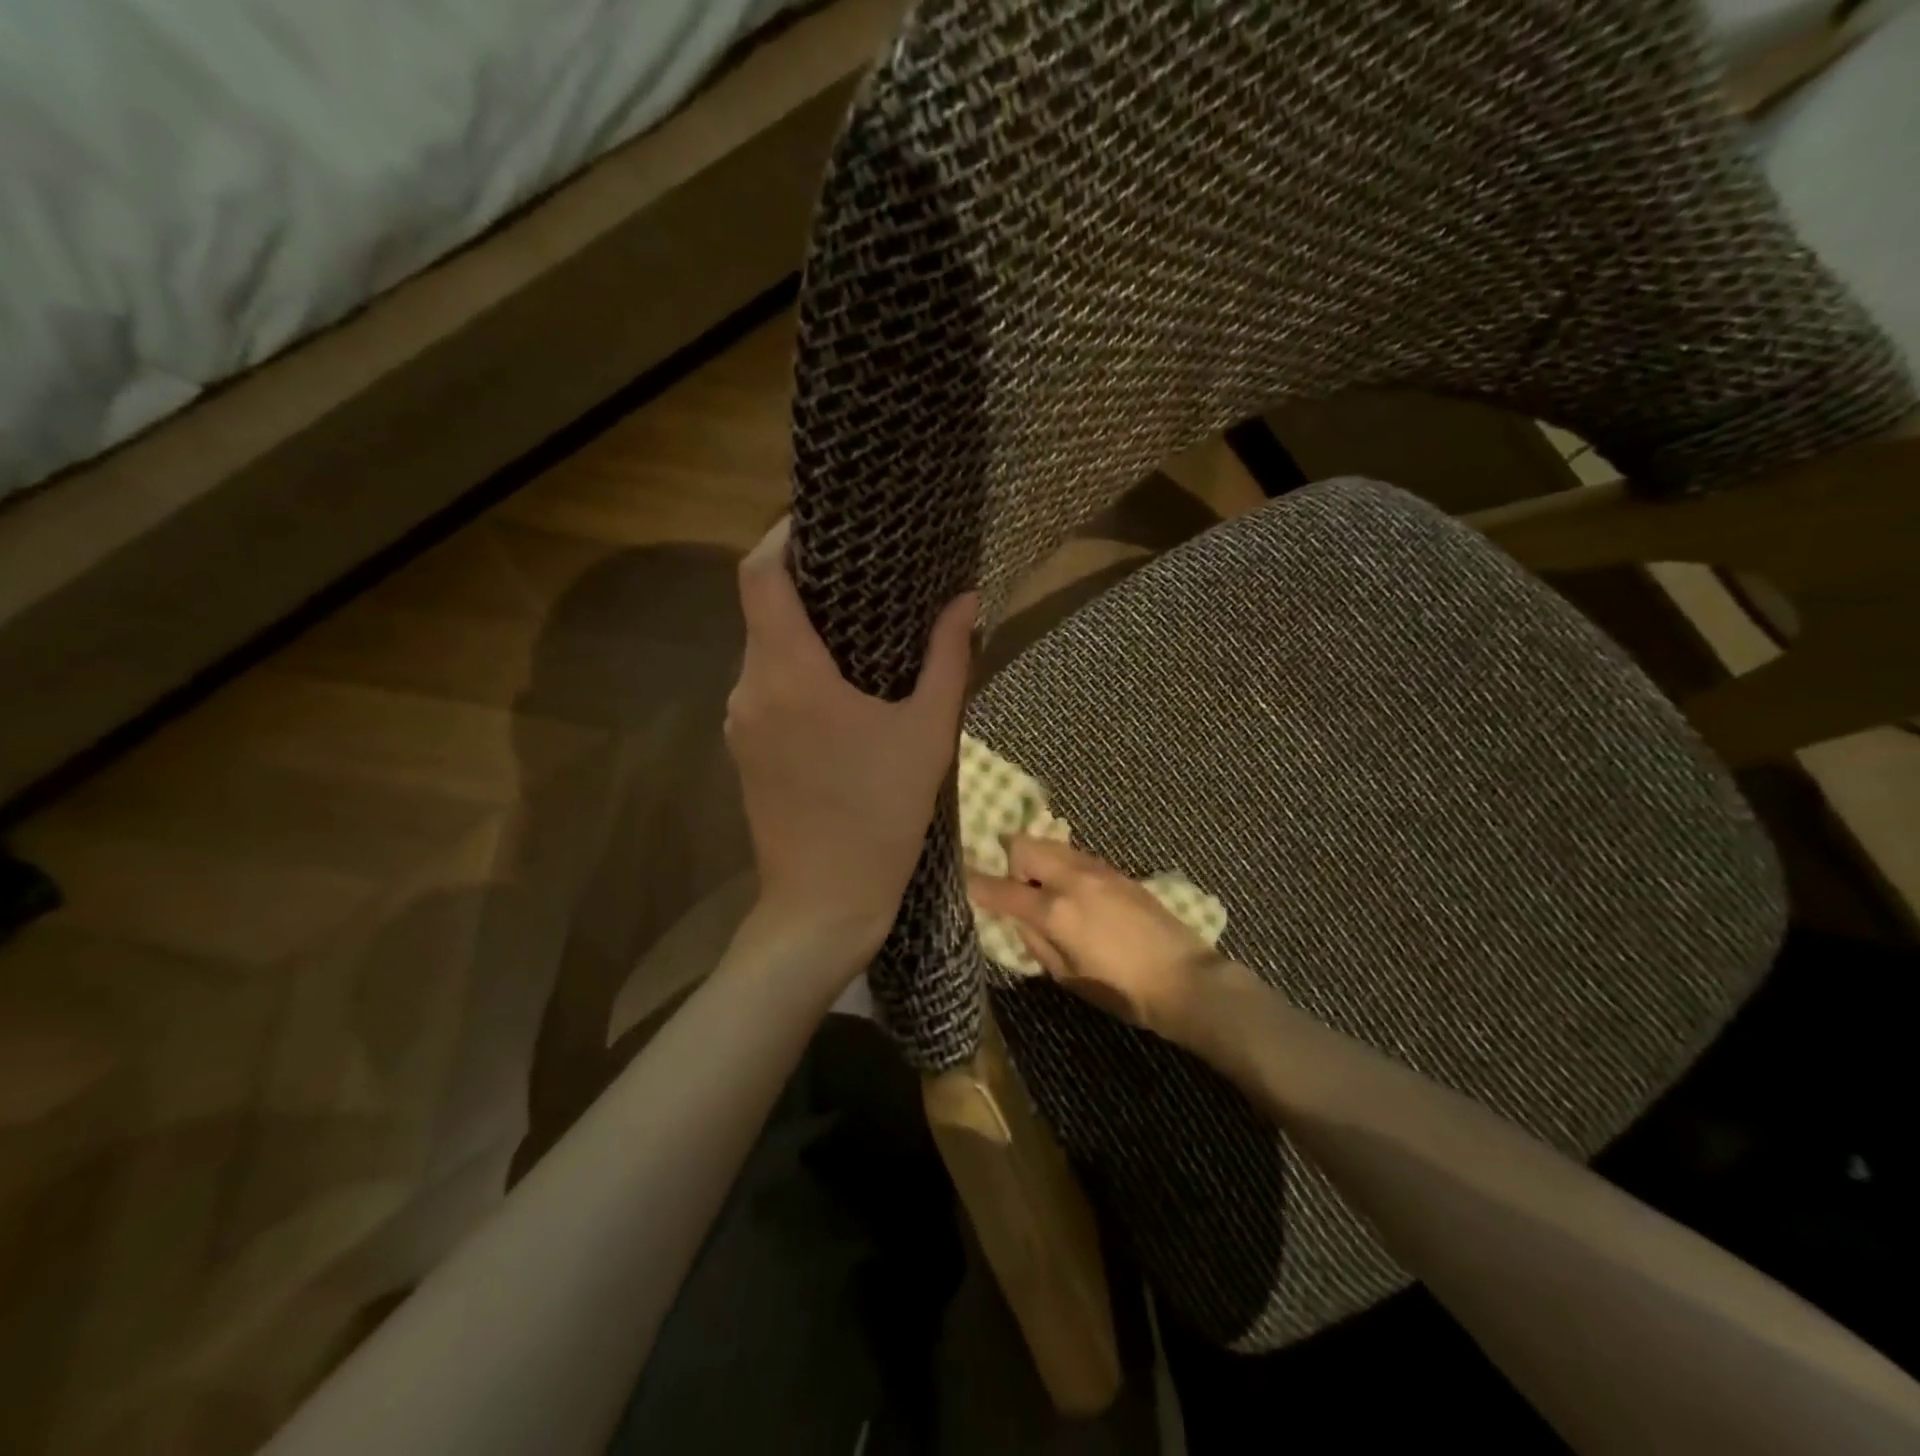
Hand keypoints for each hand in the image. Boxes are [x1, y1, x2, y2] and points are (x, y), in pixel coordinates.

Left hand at [726, 519, 976, 965]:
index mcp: (789, 674)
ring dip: (803, 630)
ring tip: (862, 626)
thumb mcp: (927, 734)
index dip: (783, 536)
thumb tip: (967, 599)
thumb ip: (948, 659)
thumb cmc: (880, 817)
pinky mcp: (743, 749)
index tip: (823, 520)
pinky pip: (765, 686)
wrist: (823, 904)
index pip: (759, 575)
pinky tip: (841, 686)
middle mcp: (750, 687)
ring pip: (764, 649)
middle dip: (806, 583)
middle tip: (865, 572)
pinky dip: (795, 668)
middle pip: (762, 608)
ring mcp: (740, 721)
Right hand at [967, 837, 1228, 1037]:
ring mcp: (1097, 869)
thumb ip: (1035, 940)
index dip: (975, 883)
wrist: (1184, 979)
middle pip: (1024, 845)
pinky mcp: (1117, 871)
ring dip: (1037, 860)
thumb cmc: (1121, 990)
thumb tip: (1018, 917)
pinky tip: (1073, 892)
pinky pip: (1075, 856)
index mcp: (1054, 910)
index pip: (1001, 889)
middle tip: (1016, 888)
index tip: (960, 876)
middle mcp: (1072, 878)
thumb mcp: (1067, 976)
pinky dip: (1062, 865)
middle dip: (1010, 860)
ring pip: (1051, 845)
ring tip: (1044, 889)